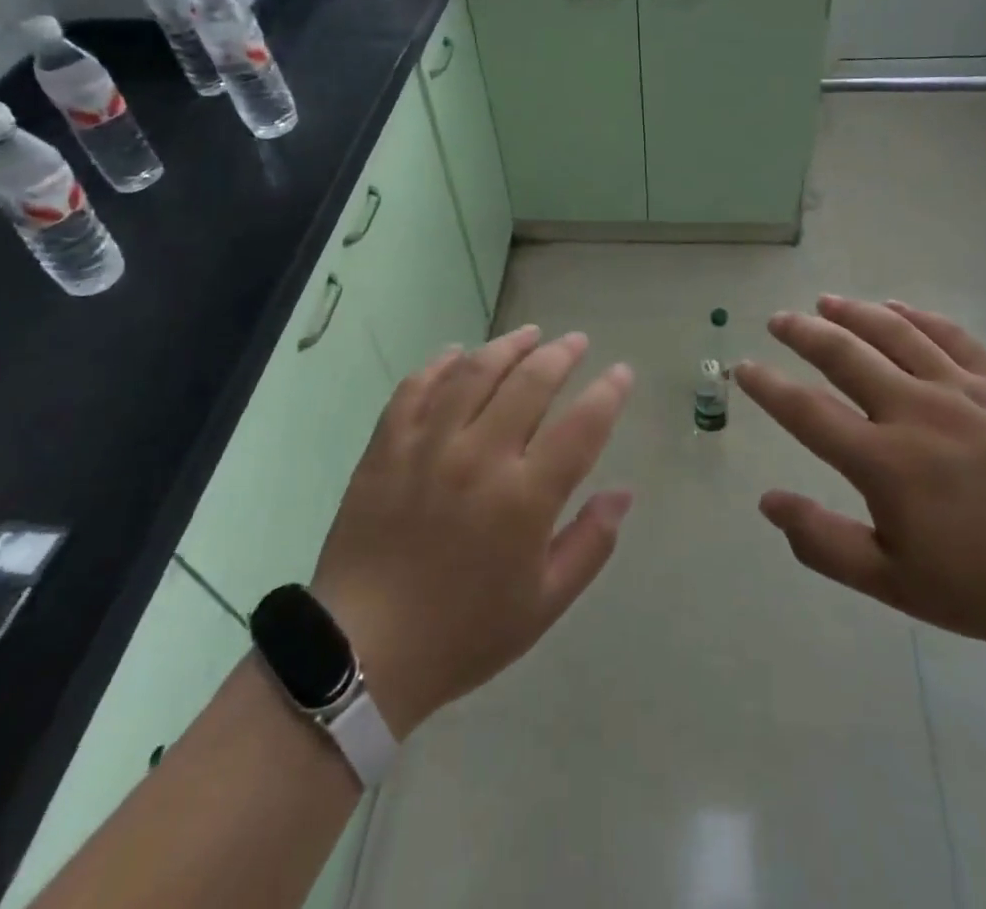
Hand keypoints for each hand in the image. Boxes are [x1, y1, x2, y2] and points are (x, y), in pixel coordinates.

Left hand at [312, 326, 633, 738]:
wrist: (362, 652)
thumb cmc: (463, 633)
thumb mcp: (543, 605)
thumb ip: (590, 544)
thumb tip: (623, 492)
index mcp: (524, 498)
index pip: (581, 426)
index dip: (608, 393)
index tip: (621, 372)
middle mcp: (480, 457)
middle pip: (530, 383)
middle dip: (561, 354)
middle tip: (577, 342)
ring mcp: (428, 445)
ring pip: (475, 372)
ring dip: (508, 346)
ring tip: (529, 334)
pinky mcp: (387, 446)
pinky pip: (416, 387)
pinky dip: (440, 364)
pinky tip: (457, 354)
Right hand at [736, 296, 985, 661]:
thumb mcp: (896, 585)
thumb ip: (824, 543)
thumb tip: (767, 502)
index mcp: (885, 463)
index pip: (806, 411)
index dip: (768, 386)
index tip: (744, 368)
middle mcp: (915, 412)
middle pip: (844, 354)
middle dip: (802, 332)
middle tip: (778, 319)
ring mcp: (962, 391)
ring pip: (894, 333)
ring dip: (853, 313)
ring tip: (825, 303)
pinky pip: (950, 335)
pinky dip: (916, 315)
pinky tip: (896, 307)